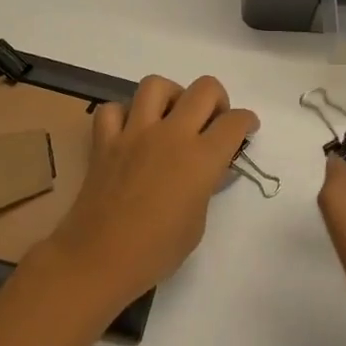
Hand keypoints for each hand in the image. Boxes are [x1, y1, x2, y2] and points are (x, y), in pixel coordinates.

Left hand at [45, 75, 255, 307]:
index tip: (247, 128)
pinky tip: (129, 131)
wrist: (99, 260)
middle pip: (204, 89)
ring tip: (170, 116)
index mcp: (201, 158)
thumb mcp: (197, 224)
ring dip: (170, 95)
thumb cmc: (155, 252)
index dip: (246, 121)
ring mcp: (135, 133)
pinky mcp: (105, 141)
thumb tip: (211, 170)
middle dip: (217, 99)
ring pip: (156, 85)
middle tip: (212, 120)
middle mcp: (171, 135)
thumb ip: (206, 188)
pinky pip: (113, 110)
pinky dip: (122, 115)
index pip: (234, 122)